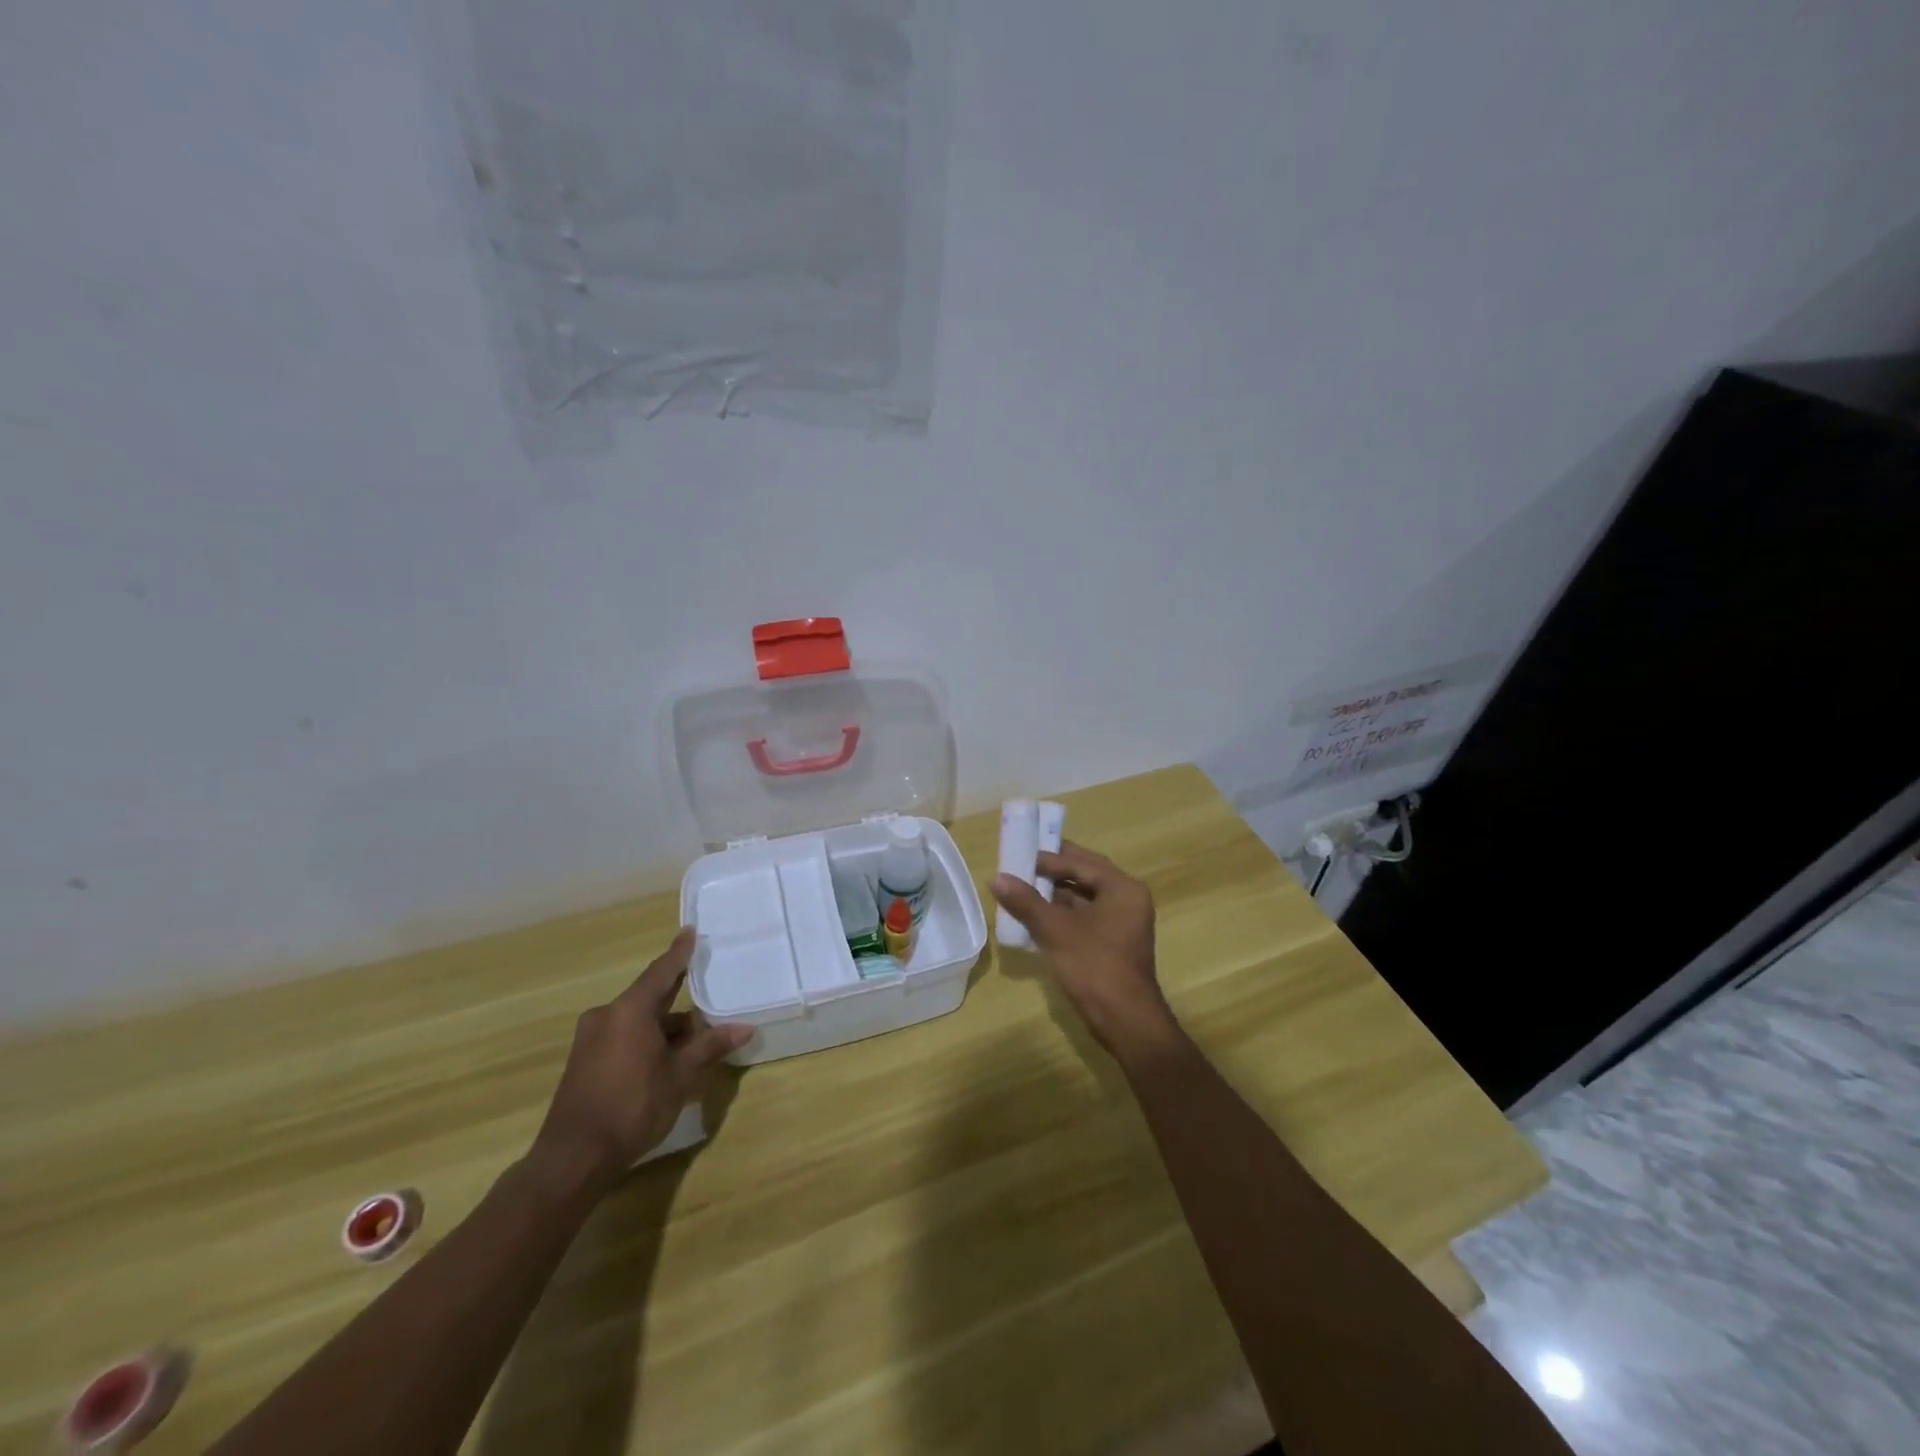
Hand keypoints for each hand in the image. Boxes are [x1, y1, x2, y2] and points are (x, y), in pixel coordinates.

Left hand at [530, 927, 752, 1193]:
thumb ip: (710, 1046)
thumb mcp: (680, 1076)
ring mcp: (591, 1039)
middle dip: (679, 999)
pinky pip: (623, 1036)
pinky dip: (647, 1040)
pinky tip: (668, 1058)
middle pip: (650, 997)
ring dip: (665, 1027)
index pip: (661, 971)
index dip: (679, 952)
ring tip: (696, 1040)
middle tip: (707, 992)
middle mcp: (607, 1016)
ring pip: (638, 1020)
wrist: (574, 1158)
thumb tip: (745, 1028)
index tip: (690, 931)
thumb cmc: (633, 1107)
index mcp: (629, 1010)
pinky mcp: (584, 1061)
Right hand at [993, 841, 1179, 1059]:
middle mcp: (1127, 899)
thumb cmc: (1093, 966)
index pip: (1081, 862)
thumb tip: (997, 878)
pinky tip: (1036, 917)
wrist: (1125, 1020)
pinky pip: (1086, 917)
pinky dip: (1063, 914)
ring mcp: (1123, 922)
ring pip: (1084, 898)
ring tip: (1022, 890)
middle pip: (1084, 876)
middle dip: (1052, 872)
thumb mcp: (1055, 930)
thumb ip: (1026, 901)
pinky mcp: (1114, 943)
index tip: (1019, 856)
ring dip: (1055, 894)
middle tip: (1021, 866)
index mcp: (1122, 888)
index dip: (1048, 858)